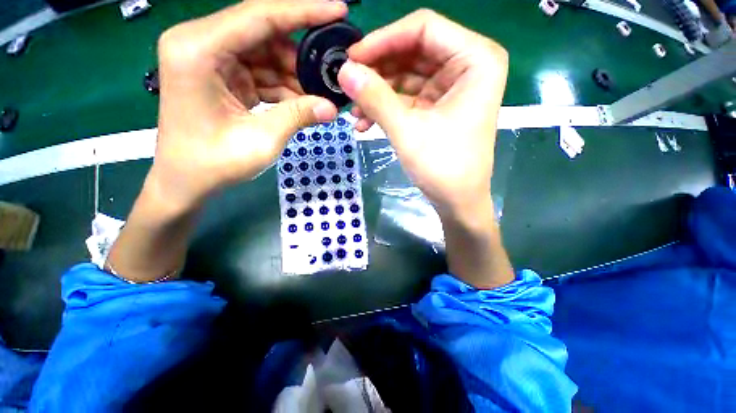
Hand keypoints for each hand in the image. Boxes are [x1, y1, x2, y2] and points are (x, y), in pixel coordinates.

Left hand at [149, 0, 346, 211]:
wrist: (186, 182)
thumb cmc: (213, 164)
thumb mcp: (261, 140)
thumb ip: (298, 116)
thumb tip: (333, 108)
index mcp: (198, 50)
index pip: (259, 15)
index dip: (304, 11)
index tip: (339, 9)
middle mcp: (200, 44)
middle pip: (264, 32)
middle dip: (302, 52)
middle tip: (334, 66)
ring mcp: (211, 60)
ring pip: (266, 54)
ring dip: (295, 74)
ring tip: (322, 93)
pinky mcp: (221, 76)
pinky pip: (261, 72)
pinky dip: (284, 86)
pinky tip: (304, 101)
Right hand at [337, 9, 507, 220]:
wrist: (457, 201)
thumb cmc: (442, 167)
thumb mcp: (407, 131)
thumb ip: (375, 97)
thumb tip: (343, 70)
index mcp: (475, 59)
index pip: (423, 29)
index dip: (383, 40)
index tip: (352, 59)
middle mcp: (467, 65)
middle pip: (412, 52)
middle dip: (377, 71)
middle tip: (348, 86)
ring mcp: (451, 87)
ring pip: (406, 76)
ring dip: (377, 94)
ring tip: (354, 113)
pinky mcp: (438, 107)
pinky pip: (407, 97)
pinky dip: (386, 108)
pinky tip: (365, 123)